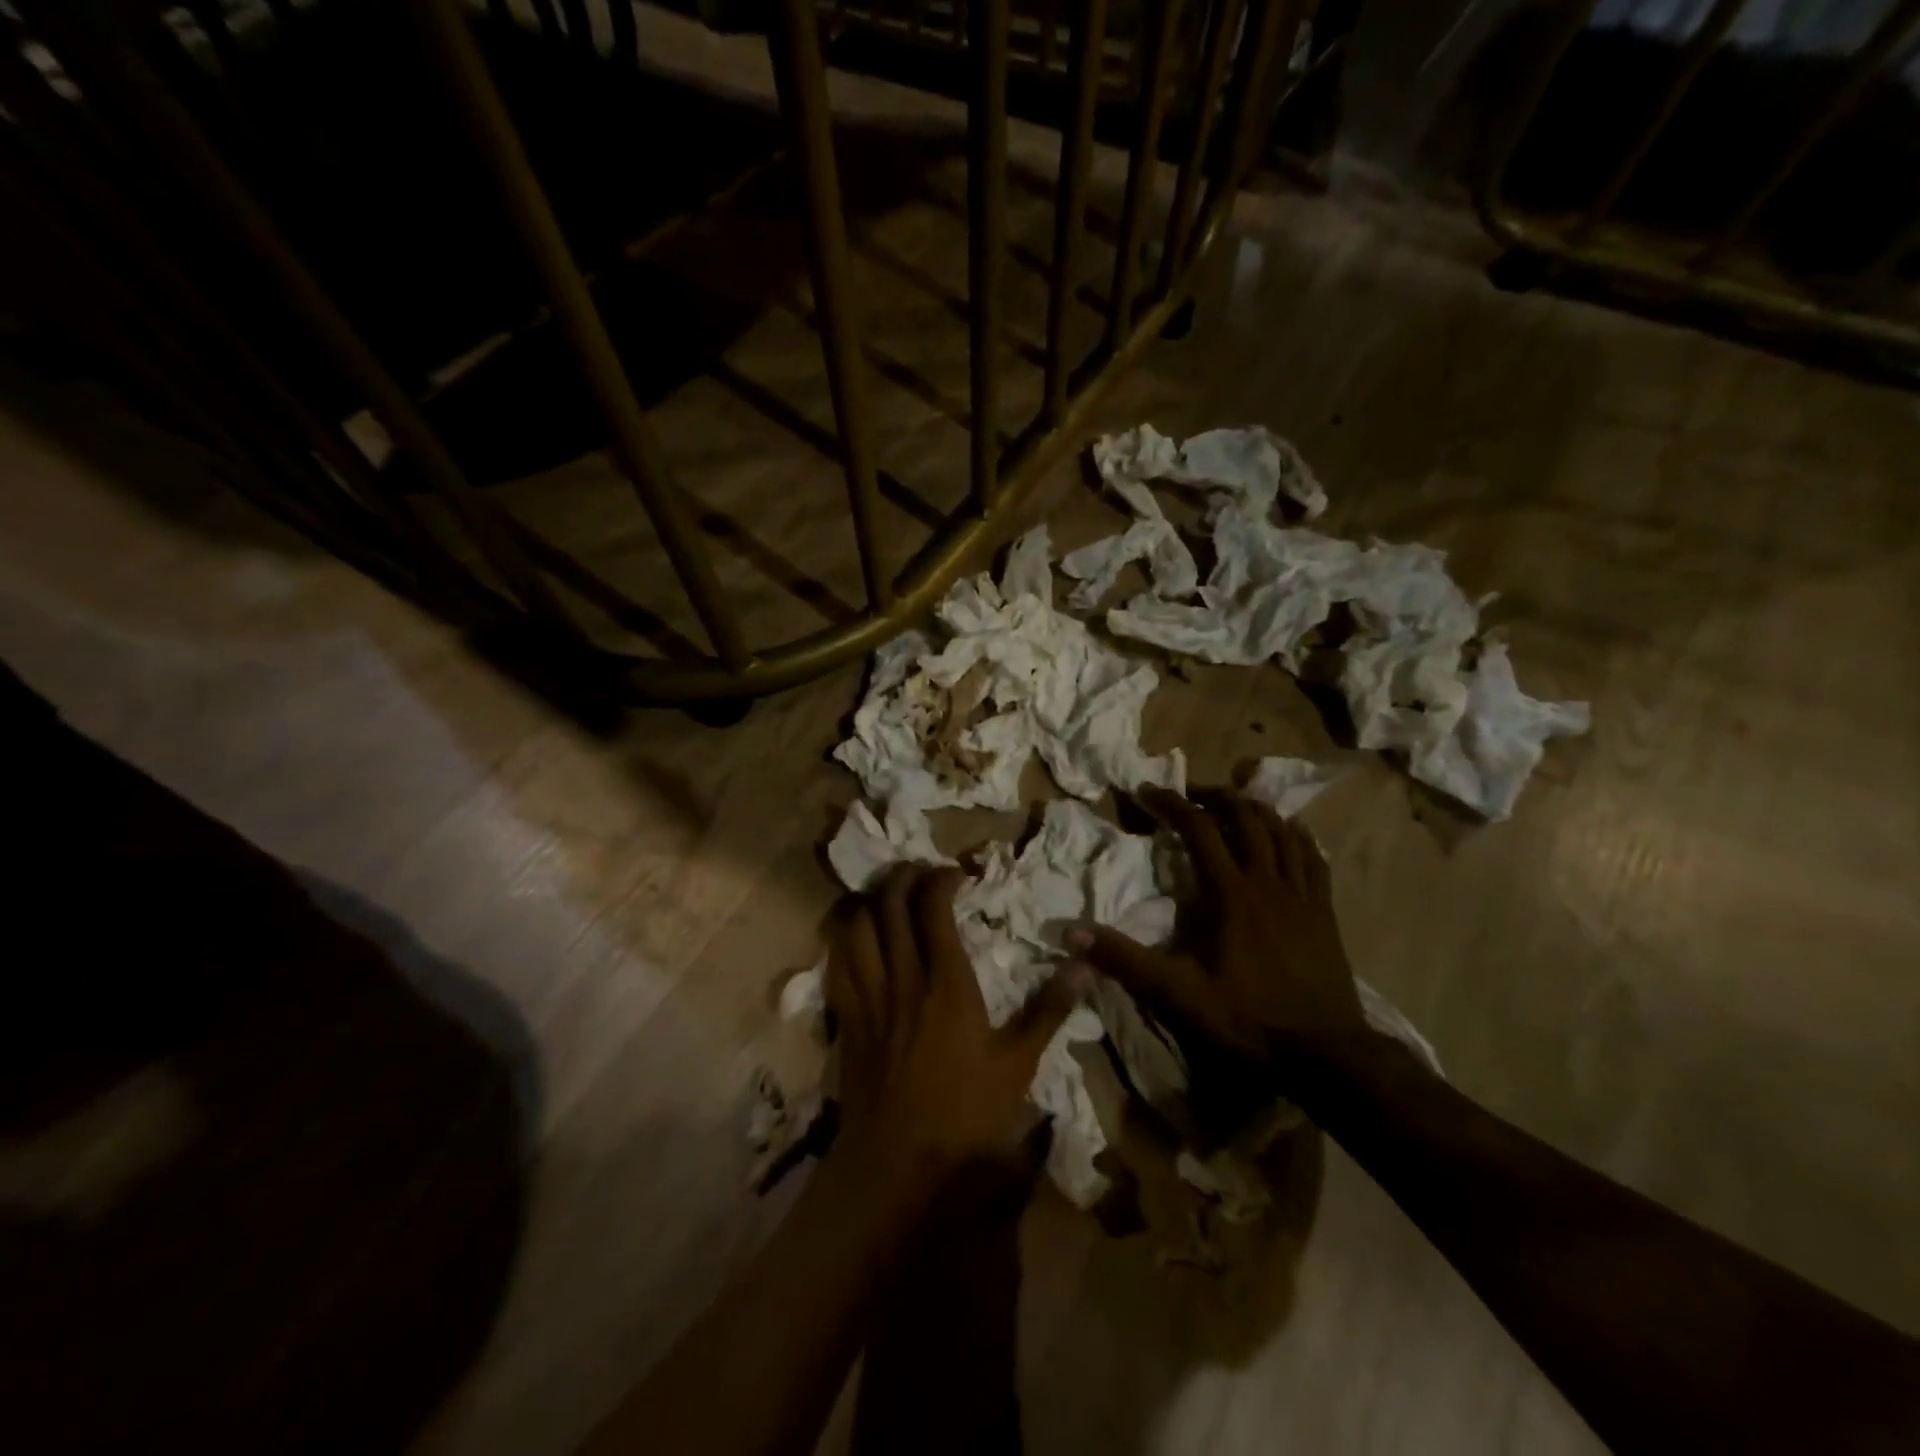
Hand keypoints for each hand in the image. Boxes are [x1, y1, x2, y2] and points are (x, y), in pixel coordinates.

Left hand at [827, 864, 1084, 1194]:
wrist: (898, 1163)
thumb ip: (1049, 1009)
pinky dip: (846, 939)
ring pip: (858, 926)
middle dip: (902, 876)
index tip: (956, 874)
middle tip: (919, 872)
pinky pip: (837, 963)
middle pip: (890, 904)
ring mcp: (869, 996)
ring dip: (871, 901)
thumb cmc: (966, 1113)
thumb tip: (1083, 966)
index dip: (941, 879)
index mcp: (946, 981)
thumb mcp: (1018, 1063)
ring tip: (886, 897)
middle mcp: (902, 976)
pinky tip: (857, 939)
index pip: (933, 907)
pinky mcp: (847, 1019)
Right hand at [1068, 786, 1369, 1100]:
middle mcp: (1267, 882)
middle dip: (1215, 797)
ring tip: (1235, 804)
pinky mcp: (1325, 912)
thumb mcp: (1179, 995)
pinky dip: (1298, 836)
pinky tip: (1291, 831)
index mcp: (1231, 895)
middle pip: (1245, 818)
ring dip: (1255, 810)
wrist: (1327, 1054)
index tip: (1147, 792)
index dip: (1171, 803)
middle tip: (1191, 794)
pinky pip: (1314, 859)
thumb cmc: (1250, 1021)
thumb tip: (1072, 932)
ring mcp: (1302, 895)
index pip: (1199, 829)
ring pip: (1282, 831)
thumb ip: (1126, 961)